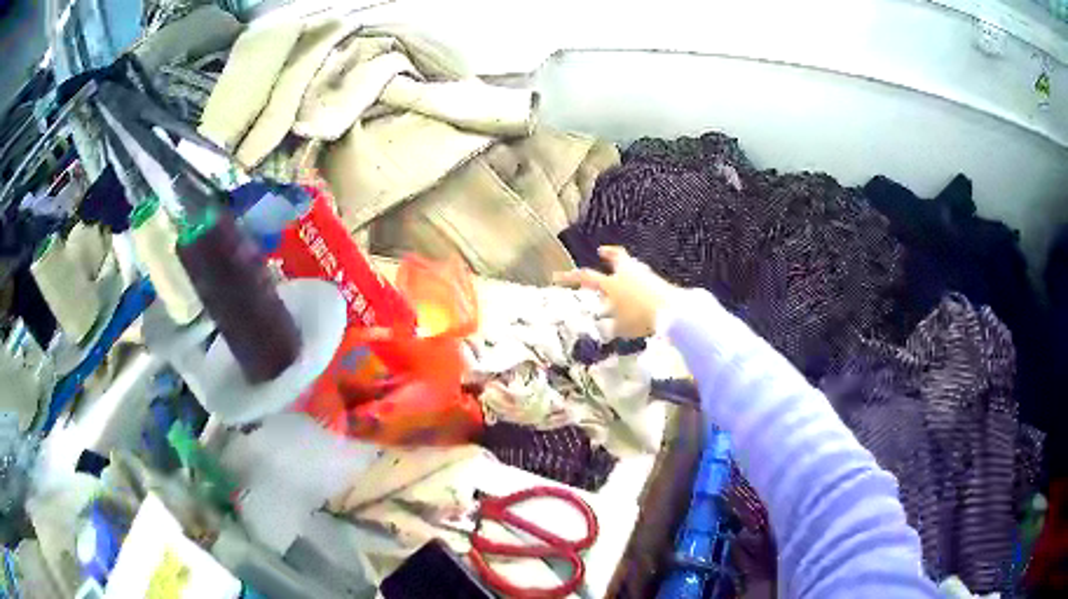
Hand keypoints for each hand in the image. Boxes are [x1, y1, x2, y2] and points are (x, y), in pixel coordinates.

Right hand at [554, 246, 676, 337]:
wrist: (672, 310)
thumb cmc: (641, 318)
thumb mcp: (621, 327)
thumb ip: (611, 326)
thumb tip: (604, 326)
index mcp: (611, 284)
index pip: (586, 277)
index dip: (570, 277)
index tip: (556, 276)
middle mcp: (626, 274)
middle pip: (616, 257)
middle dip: (608, 253)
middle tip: (602, 251)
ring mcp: (644, 274)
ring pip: (631, 264)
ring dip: (624, 265)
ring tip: (621, 271)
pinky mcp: (657, 280)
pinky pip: (642, 276)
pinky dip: (637, 279)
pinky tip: (639, 288)